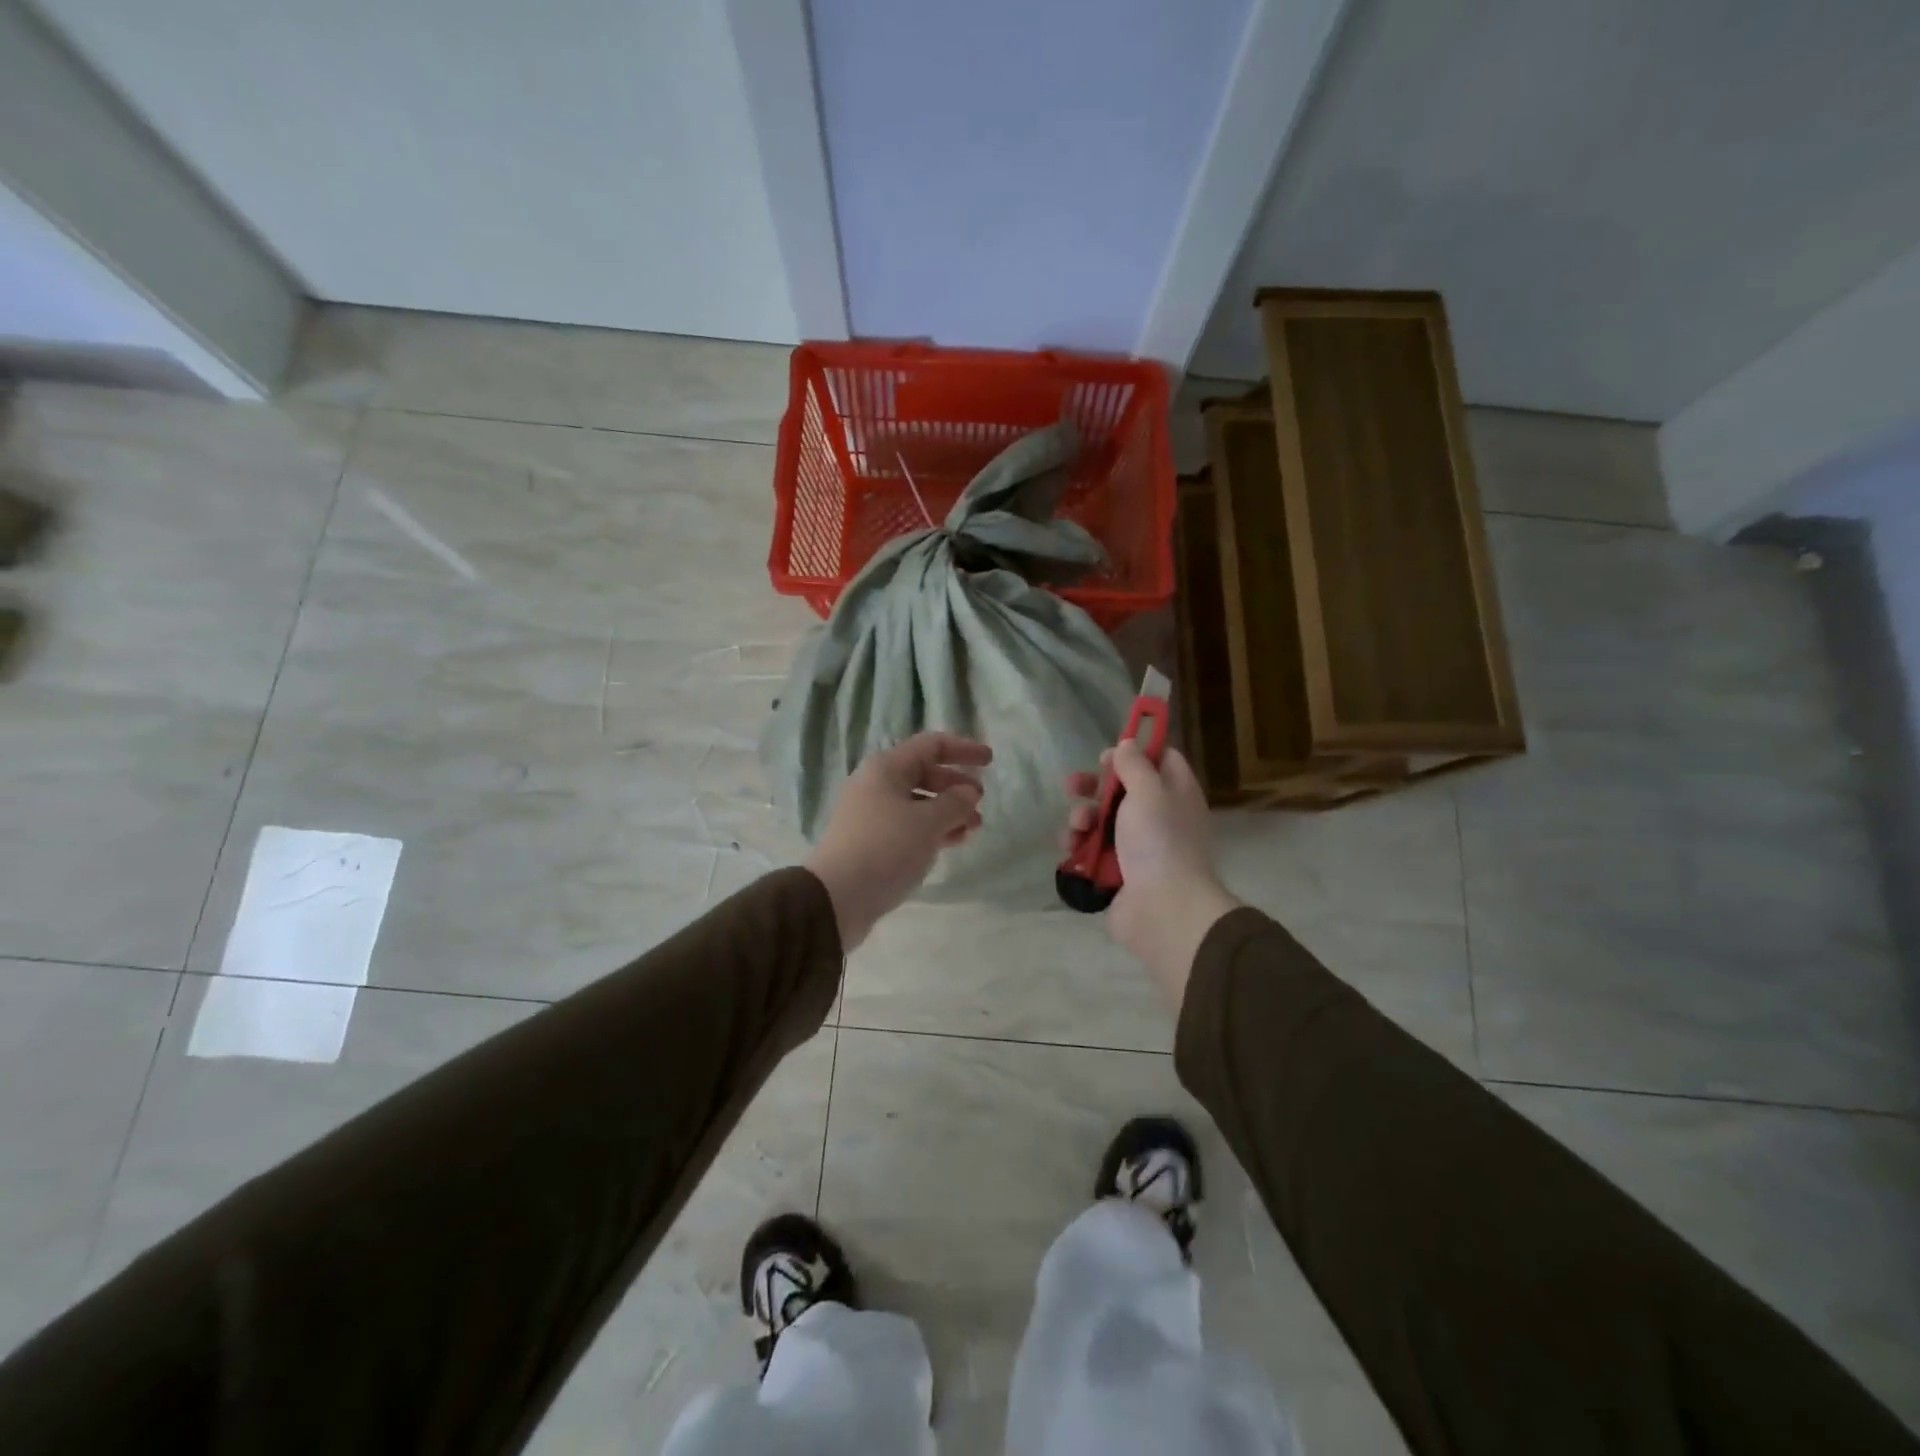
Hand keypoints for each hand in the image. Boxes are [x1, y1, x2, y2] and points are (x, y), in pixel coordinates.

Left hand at [807, 733, 990, 949]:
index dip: (963, 749)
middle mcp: (876, 785)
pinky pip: (909, 825)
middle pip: (924, 773)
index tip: (990, 761)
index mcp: (886, 768)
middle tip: (980, 801)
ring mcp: (872, 814)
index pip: (931, 745)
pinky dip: (933, 829)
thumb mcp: (928, 822)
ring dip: (948, 810)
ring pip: (918, 802)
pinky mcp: (872, 842)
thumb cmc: (885, 848)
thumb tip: (968, 792)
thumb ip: (955, 803)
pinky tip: (952, 842)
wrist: (837, 898)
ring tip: (973, 828)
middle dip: (956, 784)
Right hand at [1065, 742, 1237, 1009]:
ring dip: (1082, 817)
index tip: (1107, 756)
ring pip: (1102, 820)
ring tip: (1077, 827)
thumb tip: (1128, 744)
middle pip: (1123, 790)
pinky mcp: (1117, 871)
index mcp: (1176, 793)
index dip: (1134, 752)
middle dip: (1094, 786)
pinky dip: (1079, 845)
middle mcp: (1159, 816)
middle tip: (1074, 786)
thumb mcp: (1148, 791)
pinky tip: (1070, 847)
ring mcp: (1138, 846)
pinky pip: (1093, 849)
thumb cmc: (1159, 841)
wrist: (1162, 908)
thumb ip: (1135, 764)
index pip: (1161, 760)